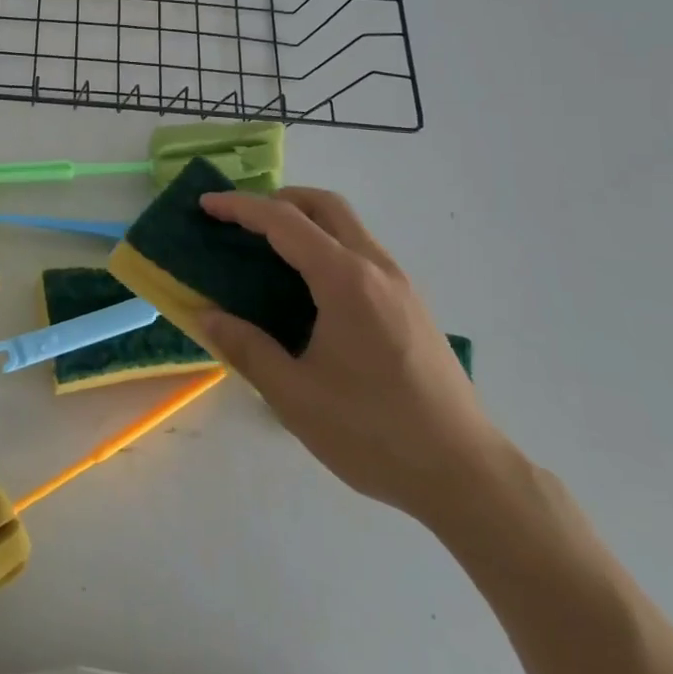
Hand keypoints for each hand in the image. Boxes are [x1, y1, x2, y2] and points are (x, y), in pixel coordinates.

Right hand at [196, 187, 511, 527]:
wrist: (466, 474)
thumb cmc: (374, 433)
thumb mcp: (295, 397)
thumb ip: (247, 348)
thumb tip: (207, 316)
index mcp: (345, 281)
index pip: (284, 222)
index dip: (240, 207)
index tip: (206, 205)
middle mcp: (376, 268)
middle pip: (324, 205)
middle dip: (277, 200)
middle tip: (240, 221)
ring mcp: (400, 284)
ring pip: (348, 226)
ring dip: (305, 221)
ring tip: (268, 250)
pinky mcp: (411, 304)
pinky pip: (361, 251)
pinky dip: (327, 245)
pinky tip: (309, 288)